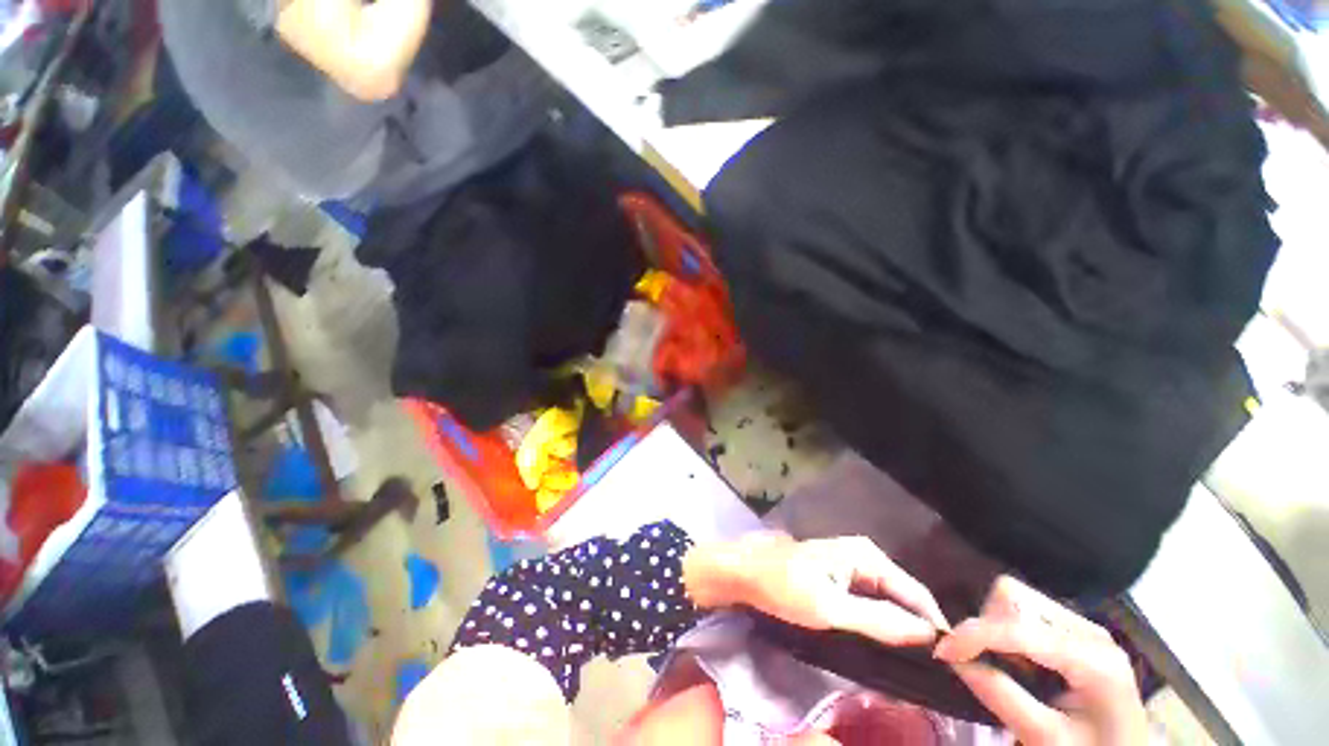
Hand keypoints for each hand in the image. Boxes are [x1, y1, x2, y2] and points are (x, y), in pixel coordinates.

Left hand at [684, 533, 949, 644]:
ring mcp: (850, 566)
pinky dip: (880, 622)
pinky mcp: (839, 578)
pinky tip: (884, 645)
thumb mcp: (831, 608)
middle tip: (933, 669)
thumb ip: (879, 621)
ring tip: (914, 663)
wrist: (745, 573)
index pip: (917, 594)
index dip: (935, 627)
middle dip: (918, 629)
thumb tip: (928, 635)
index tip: (953, 664)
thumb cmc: (783, 587)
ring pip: (887, 601)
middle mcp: (864, 556)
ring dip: (900, 628)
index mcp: (866, 556)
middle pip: (904, 597)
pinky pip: (870, 602)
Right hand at [934, 576, 1147, 745]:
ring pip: (1016, 598)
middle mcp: (1091, 631)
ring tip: (1004, 666)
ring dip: (994, 626)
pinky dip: (1007, 629)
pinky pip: (1026, 610)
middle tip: (981, 664)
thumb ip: (1001, 696)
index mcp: (1095, 660)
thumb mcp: (1045, 739)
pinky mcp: (1076, 631)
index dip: (975, 635)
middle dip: (986, 627)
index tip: (942, 651)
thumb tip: (952, 659)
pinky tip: (1016, 661)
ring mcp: (1085, 627)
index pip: (1020, 628)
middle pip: (1016, 598)